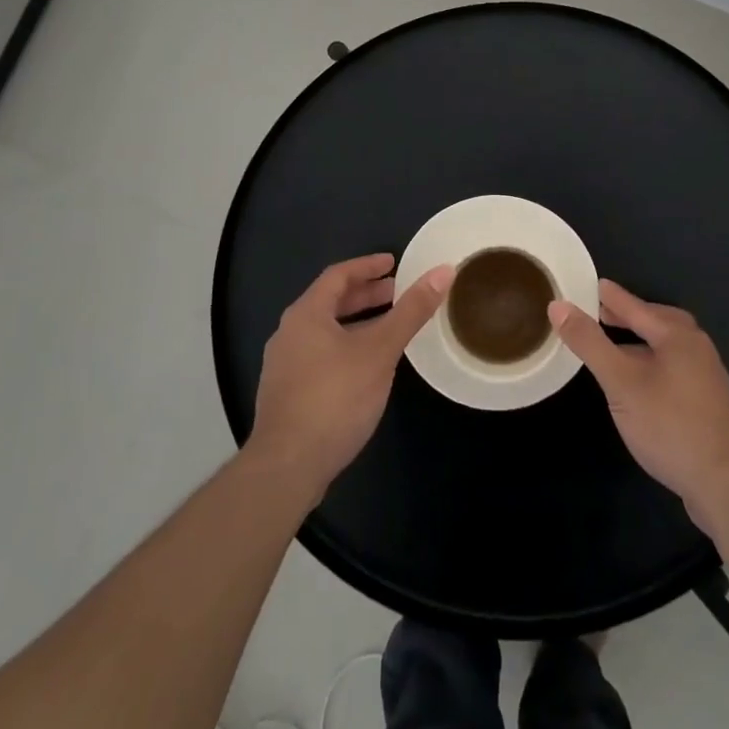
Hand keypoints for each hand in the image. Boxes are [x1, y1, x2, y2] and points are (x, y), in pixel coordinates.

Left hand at [247, 254, 452, 508]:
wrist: (287, 465)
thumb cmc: (335, 398)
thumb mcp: (380, 351)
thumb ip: (411, 311)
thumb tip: (444, 271)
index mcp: (306, 313)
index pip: (338, 275)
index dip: (367, 266)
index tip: (394, 263)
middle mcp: (289, 333)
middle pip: (330, 302)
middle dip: (365, 295)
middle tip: (397, 293)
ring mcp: (284, 365)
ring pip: (326, 331)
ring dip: (357, 323)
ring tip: (389, 328)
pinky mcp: (287, 393)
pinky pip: (321, 355)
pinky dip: (346, 347)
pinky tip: (367, 367)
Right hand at [551, 280, 728, 530]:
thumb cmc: (670, 425)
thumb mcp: (621, 382)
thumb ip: (590, 343)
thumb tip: (558, 305)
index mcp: (677, 335)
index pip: (635, 306)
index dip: (610, 297)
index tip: (591, 284)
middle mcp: (696, 347)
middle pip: (657, 321)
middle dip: (629, 316)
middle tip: (600, 314)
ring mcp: (707, 376)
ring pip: (667, 347)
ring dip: (640, 342)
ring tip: (615, 348)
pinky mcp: (709, 403)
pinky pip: (674, 368)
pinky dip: (652, 363)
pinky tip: (640, 384)